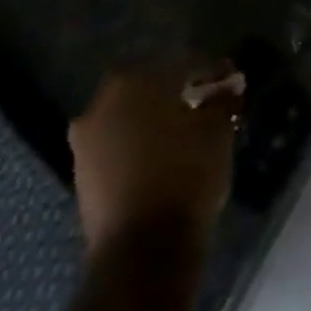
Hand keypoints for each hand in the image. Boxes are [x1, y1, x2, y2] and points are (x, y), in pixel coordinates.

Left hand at [68, 69, 240, 252]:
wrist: (143, 247)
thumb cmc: (185, 172)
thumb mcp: (217, 128)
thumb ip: (222, 98)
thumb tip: (228, 84)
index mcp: (132, 84)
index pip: (178, 62)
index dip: (207, 68)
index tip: (228, 78)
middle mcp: (100, 106)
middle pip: (146, 86)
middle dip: (175, 91)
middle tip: (205, 100)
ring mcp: (85, 144)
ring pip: (128, 117)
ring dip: (155, 118)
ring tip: (187, 129)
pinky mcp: (82, 176)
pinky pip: (117, 145)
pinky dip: (140, 143)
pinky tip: (166, 154)